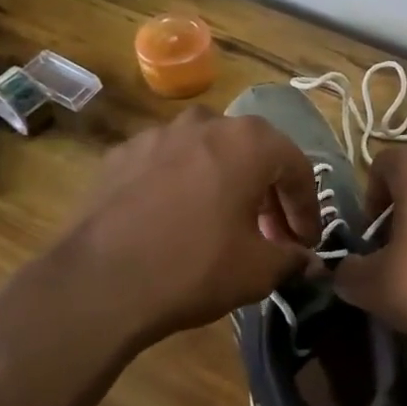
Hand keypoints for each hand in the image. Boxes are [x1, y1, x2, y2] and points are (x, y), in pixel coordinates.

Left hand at [57, 106, 323, 351]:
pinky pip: (168, 165)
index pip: (297, 168)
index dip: (307, 208)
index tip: (306, 242)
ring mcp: (158, 134)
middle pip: (253, 154)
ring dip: (225, 185)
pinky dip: (183, 187)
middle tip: (271, 235)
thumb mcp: (259, 271)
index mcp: (250, 141)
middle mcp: (206, 122)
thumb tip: (305, 259)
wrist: (98, 282)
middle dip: (268, 195)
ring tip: (224, 225)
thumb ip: (292, 257)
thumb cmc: (195, 267)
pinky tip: (176, 221)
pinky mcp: (121, 155)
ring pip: (209, 154)